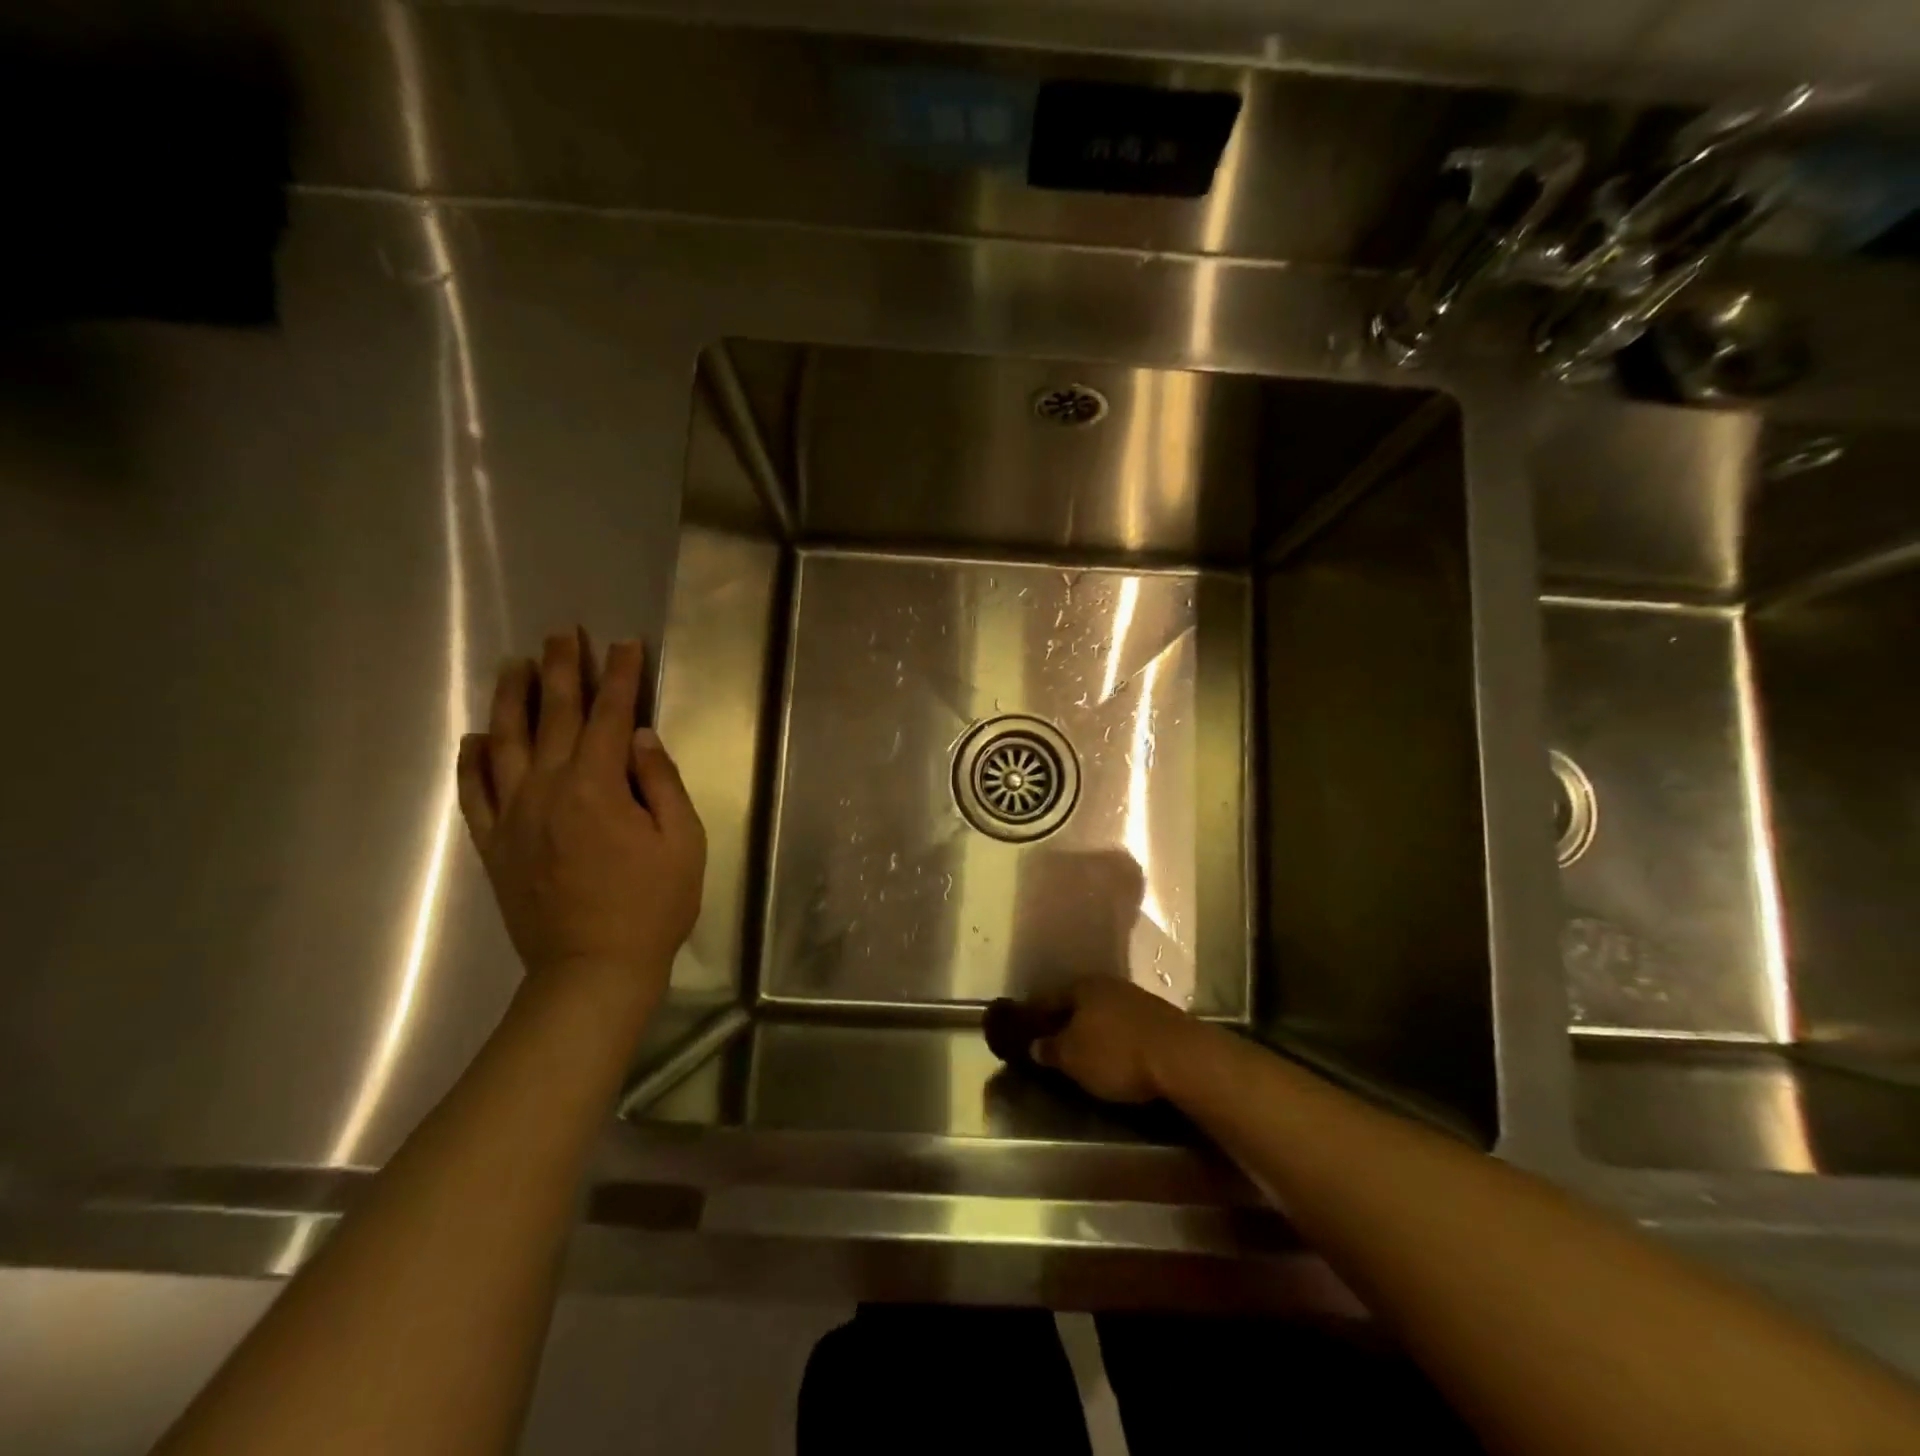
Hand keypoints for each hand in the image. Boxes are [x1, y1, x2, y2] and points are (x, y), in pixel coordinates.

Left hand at [457, 630, 705, 1022]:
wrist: (592, 970)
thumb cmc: (652, 906)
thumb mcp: (682, 842)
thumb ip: (660, 783)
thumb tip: (639, 736)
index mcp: (597, 787)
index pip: (608, 716)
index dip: (620, 677)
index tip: (625, 644)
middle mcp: (547, 790)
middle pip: (553, 717)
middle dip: (562, 671)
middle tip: (563, 634)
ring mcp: (513, 817)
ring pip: (505, 744)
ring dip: (512, 700)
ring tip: (516, 665)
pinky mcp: (494, 845)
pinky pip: (473, 794)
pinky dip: (472, 762)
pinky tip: (476, 737)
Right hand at [1020, 976, 1209, 1103]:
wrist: (1182, 1056)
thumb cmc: (1116, 1053)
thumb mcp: (1073, 1058)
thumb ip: (1051, 1050)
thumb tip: (1035, 1045)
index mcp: (1081, 986)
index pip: (1047, 997)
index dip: (1033, 1014)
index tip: (1023, 1028)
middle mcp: (1107, 984)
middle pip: (1077, 1001)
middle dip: (1064, 1019)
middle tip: (1052, 1040)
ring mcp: (1136, 998)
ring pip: (1103, 1012)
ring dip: (1092, 1028)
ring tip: (1083, 1049)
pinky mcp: (1159, 1017)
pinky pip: (1124, 1024)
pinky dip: (1114, 1036)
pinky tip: (1114, 1052)